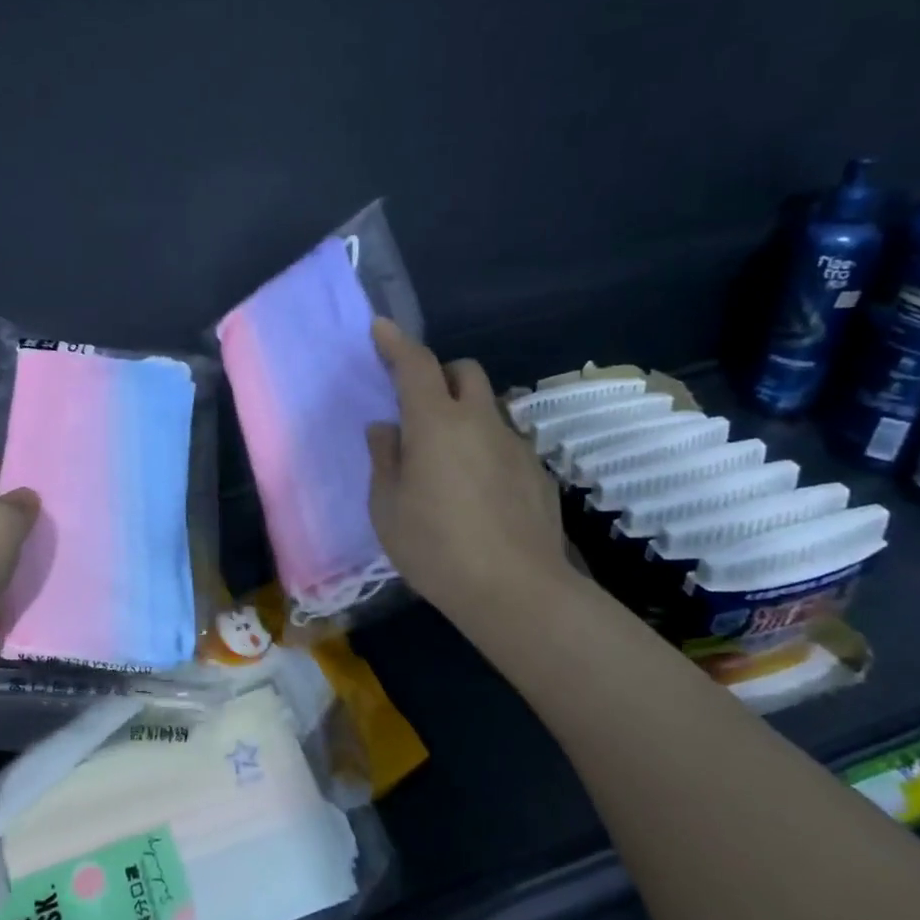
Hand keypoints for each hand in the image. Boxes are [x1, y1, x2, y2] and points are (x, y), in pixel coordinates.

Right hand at [366, 320, 575, 629]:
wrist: (516, 591)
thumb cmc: (435, 547)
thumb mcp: (386, 507)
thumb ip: (385, 459)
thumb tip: (387, 428)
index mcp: (435, 424)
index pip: (415, 365)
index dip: (396, 342)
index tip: (382, 327)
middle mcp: (479, 422)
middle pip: (465, 371)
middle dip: (440, 374)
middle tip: (419, 406)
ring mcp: (516, 445)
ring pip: (489, 407)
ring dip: (466, 413)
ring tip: (449, 458)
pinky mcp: (538, 472)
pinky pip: (507, 442)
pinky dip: (487, 448)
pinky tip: (480, 491)